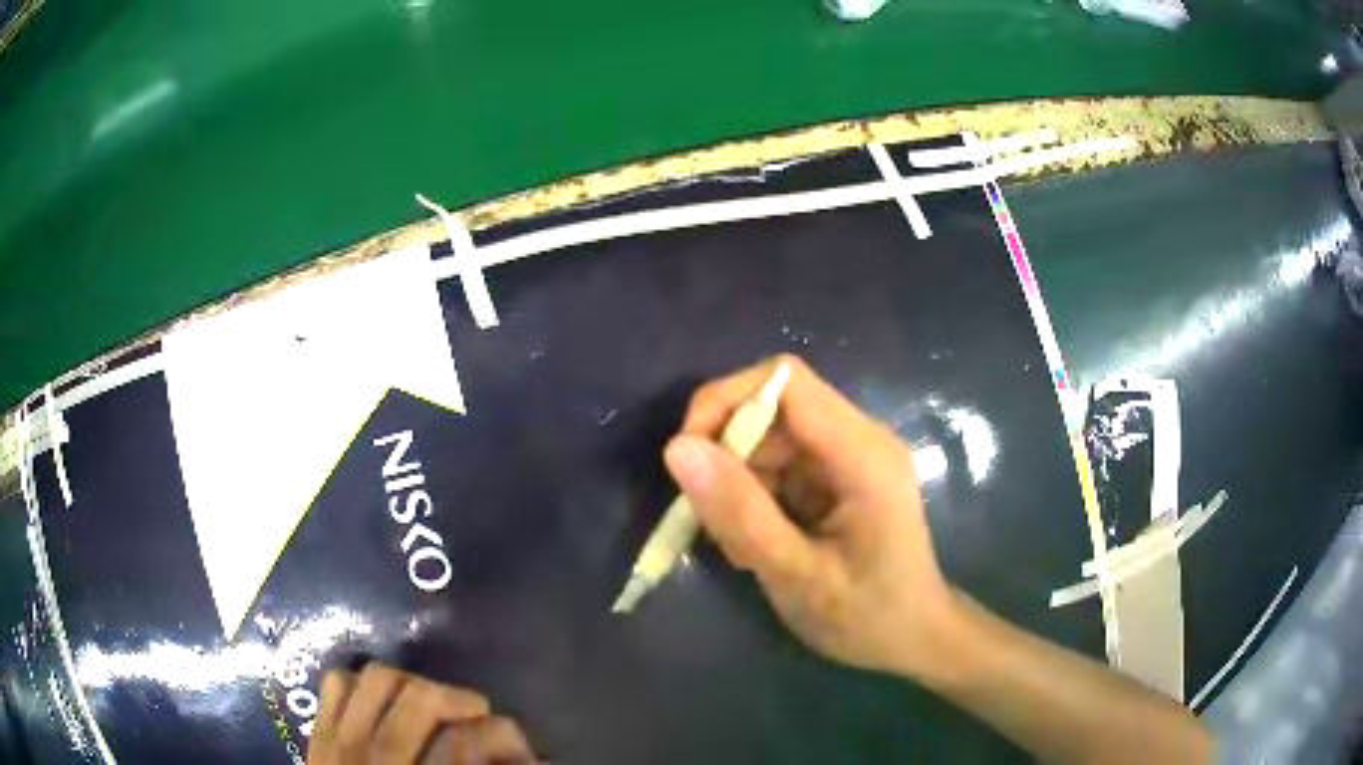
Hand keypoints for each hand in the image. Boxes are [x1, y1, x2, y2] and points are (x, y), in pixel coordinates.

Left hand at [307, 663, 537, 764]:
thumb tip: (532, 759)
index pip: (465, 742)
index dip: (502, 734)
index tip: (516, 741)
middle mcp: (380, 762)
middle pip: (422, 698)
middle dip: (460, 699)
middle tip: (476, 714)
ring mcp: (342, 743)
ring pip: (379, 679)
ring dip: (413, 682)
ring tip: (429, 703)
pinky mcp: (319, 733)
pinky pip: (338, 683)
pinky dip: (363, 682)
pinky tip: (382, 703)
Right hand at [664, 355, 957, 680]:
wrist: (915, 637)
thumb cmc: (867, 616)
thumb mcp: (796, 575)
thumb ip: (740, 513)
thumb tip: (677, 448)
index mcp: (862, 453)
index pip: (785, 380)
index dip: (726, 401)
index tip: (689, 458)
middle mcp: (859, 438)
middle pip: (772, 407)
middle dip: (728, 455)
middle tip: (712, 521)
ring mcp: (849, 456)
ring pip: (769, 438)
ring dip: (738, 482)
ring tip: (742, 548)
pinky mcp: (838, 475)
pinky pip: (778, 464)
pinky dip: (754, 496)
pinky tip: (760, 545)